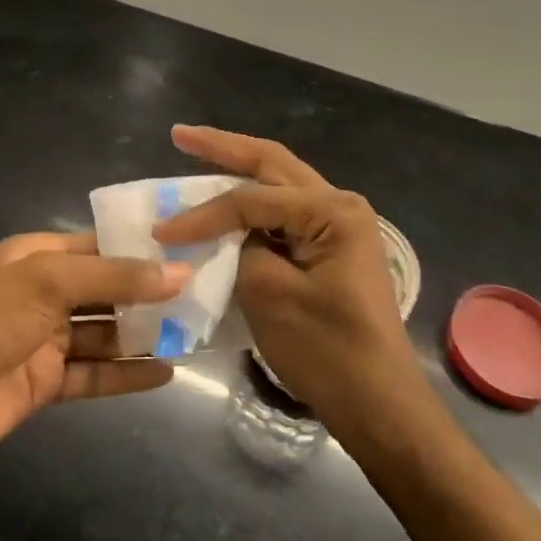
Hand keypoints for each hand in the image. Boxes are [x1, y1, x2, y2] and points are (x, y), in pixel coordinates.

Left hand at [0, 233, 184, 477]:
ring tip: (196, 333)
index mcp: (40, 256)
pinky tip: (167, 373)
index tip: (193, 251)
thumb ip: (114, 278)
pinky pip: (95, 375)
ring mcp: (46, 340)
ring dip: (145, 334)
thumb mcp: (48, 283)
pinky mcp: (46, 384)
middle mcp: (45, 293)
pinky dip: (127, 374)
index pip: (101, 245)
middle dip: (151, 293)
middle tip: (207, 295)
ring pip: (106, 333)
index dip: (144, 249)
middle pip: (108, 290)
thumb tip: (179, 272)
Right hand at [153, 125, 417, 426]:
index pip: (251, 198)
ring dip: (238, 170)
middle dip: (224, 147)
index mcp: (332, 210)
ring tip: (197, 153)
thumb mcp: (269, 294)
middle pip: (272, 164)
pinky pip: (285, 215)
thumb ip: (241, 248)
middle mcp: (340, 205)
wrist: (379, 406)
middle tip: (180, 134)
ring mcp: (339, 227)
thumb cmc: (327, 350)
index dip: (202, 213)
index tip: (161, 232)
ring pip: (279, 185)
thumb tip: (227, 234)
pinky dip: (252, 206)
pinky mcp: (331, 250)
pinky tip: (227, 200)